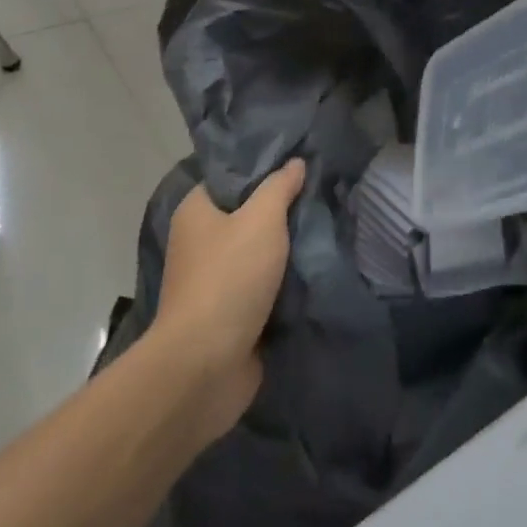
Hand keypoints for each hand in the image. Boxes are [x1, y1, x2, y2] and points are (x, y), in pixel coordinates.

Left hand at [151, 160, 306, 444]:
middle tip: (324, 192)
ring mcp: (216, 280)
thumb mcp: (260, 220)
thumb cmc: (228, 280)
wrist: (206, 366)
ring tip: (330, 225)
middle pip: (249, 213)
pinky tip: (320, 265)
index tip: (301, 161)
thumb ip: (279, 188)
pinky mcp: (233, 313)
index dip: (264, 167)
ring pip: (261, 252)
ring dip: (289, 248)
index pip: (232, 175)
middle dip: (284, 208)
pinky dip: (288, 281)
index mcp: (196, 211)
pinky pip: (266, 286)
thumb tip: (294, 163)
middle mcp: (201, 241)